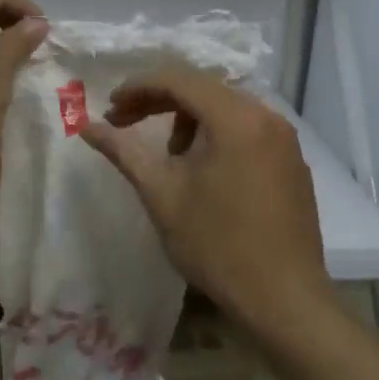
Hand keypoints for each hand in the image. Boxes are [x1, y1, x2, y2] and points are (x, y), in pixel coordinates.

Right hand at [80, 65, 336, 347]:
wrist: (284, 300)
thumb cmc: (217, 245)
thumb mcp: (161, 195)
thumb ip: (123, 151)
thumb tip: (86, 126)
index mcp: (235, 118)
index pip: (178, 79)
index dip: (137, 88)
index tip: (109, 110)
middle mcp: (266, 116)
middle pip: (203, 89)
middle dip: (159, 101)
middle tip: (124, 124)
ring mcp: (285, 139)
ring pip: (225, 108)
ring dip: (187, 119)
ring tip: (167, 156)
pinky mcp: (292, 161)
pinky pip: (246, 128)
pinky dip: (216, 134)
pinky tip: (203, 169)